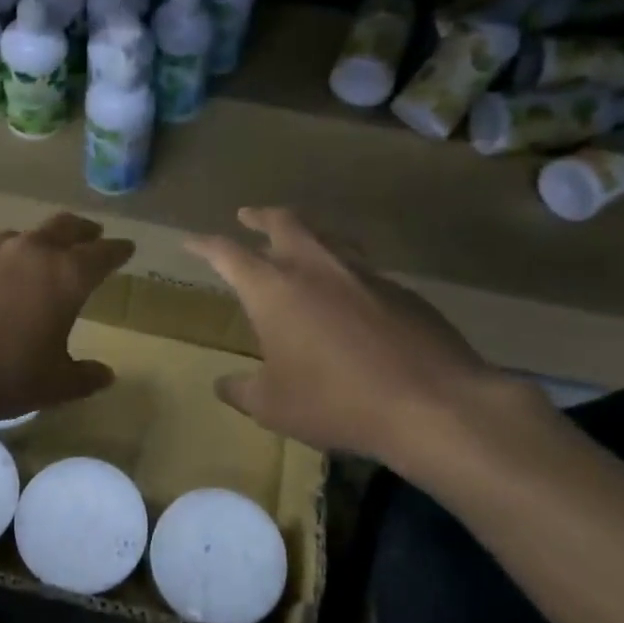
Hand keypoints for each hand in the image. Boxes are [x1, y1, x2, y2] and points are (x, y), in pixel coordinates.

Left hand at [0, 213, 134, 425]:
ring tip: (39, 254)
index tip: (126, 247)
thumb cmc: (5, 375)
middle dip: (81, 230)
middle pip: (63, 227)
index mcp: (65, 276)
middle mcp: (30, 254)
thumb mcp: (54, 385)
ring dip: (36, 242)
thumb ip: (84, 377)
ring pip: (20, 236)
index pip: (102, 254)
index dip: (117, 250)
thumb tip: (106, 375)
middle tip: (91, 234)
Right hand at [185, 207, 536, 473]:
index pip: (227, 253)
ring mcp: (363, 274)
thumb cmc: (335, 401)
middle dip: (259, 216)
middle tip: (247, 215)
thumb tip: (223, 384)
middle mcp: (315, 268)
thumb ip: (242, 391)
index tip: (191, 241)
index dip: (204, 245)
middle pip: (283, 223)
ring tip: (299, 241)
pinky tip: (348, 294)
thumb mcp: (273, 406)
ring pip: (327, 237)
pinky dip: (343, 269)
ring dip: (306, 233)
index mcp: (273, 289)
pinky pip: (362, 268)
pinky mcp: (401, 290)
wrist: (432, 403)